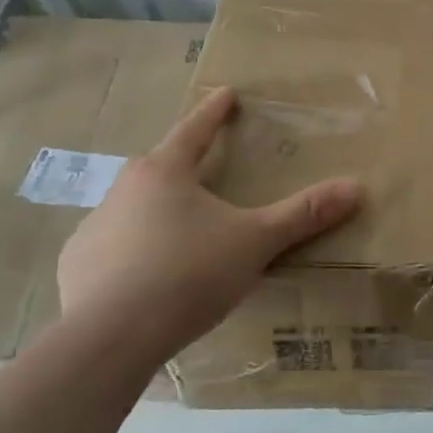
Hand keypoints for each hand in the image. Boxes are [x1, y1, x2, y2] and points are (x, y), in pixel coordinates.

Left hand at [56, 87, 363, 360]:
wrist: (107, 339)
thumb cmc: (187, 274)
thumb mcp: (254, 242)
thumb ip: (302, 215)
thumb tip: (356, 186)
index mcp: (165, 172)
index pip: (194, 129)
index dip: (214, 111)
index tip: (225, 93)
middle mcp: (124, 190)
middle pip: (159, 167)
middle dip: (182, 165)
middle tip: (202, 171)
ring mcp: (94, 228)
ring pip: (132, 209)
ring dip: (154, 213)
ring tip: (178, 235)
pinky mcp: (76, 267)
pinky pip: (110, 249)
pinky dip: (129, 254)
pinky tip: (143, 279)